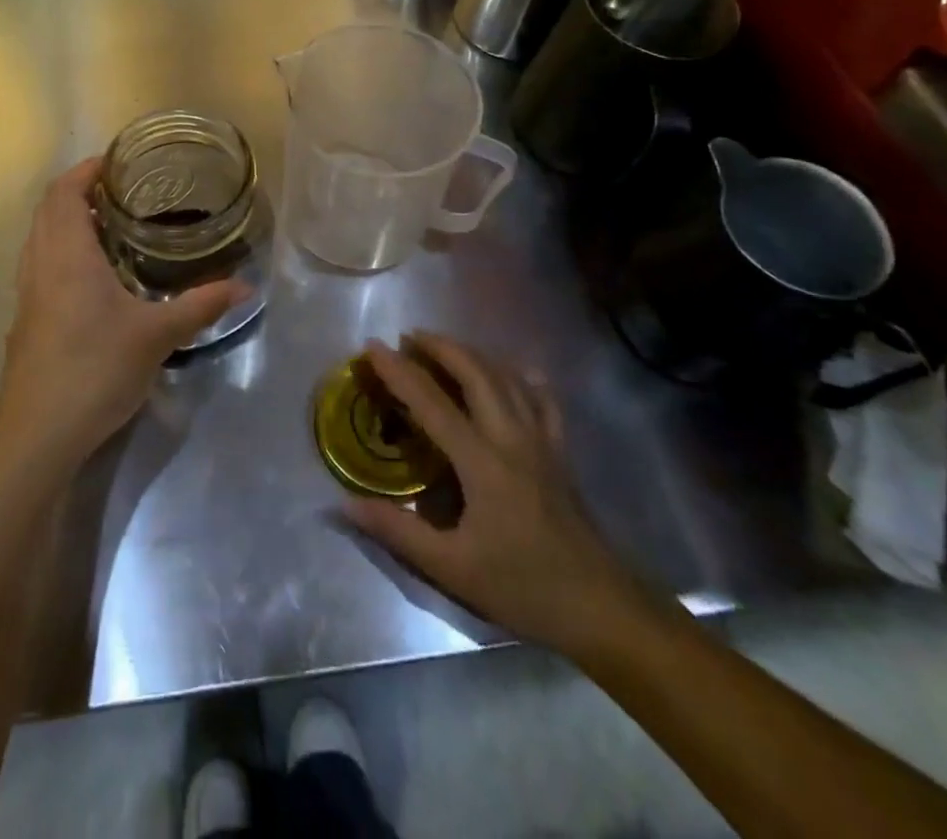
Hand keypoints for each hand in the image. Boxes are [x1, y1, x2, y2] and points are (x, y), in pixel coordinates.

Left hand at [0, 158, 246, 473]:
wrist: (37, 435)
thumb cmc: (95, 370)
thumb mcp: (158, 335)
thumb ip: (201, 305)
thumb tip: (247, 287)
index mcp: (67, 254)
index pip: (65, 191)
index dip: (87, 169)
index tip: (119, 162)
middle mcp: (40, 263)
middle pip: (48, 208)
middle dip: (80, 190)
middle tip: (123, 191)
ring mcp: (27, 293)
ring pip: (40, 236)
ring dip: (67, 220)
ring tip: (110, 224)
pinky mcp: (26, 319)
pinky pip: (40, 263)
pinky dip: (61, 249)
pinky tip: (93, 276)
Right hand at [342, 333, 654, 656]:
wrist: (601, 609)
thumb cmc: (522, 588)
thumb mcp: (452, 568)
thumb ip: (397, 531)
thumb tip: (344, 504)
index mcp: (481, 461)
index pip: (431, 401)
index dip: (398, 370)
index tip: (372, 347)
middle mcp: (511, 437)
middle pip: (475, 372)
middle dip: (440, 346)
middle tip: (408, 338)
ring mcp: (541, 440)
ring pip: (506, 377)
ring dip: (473, 354)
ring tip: (445, 348)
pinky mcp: (560, 451)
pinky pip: (542, 399)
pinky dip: (522, 377)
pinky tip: (514, 372)